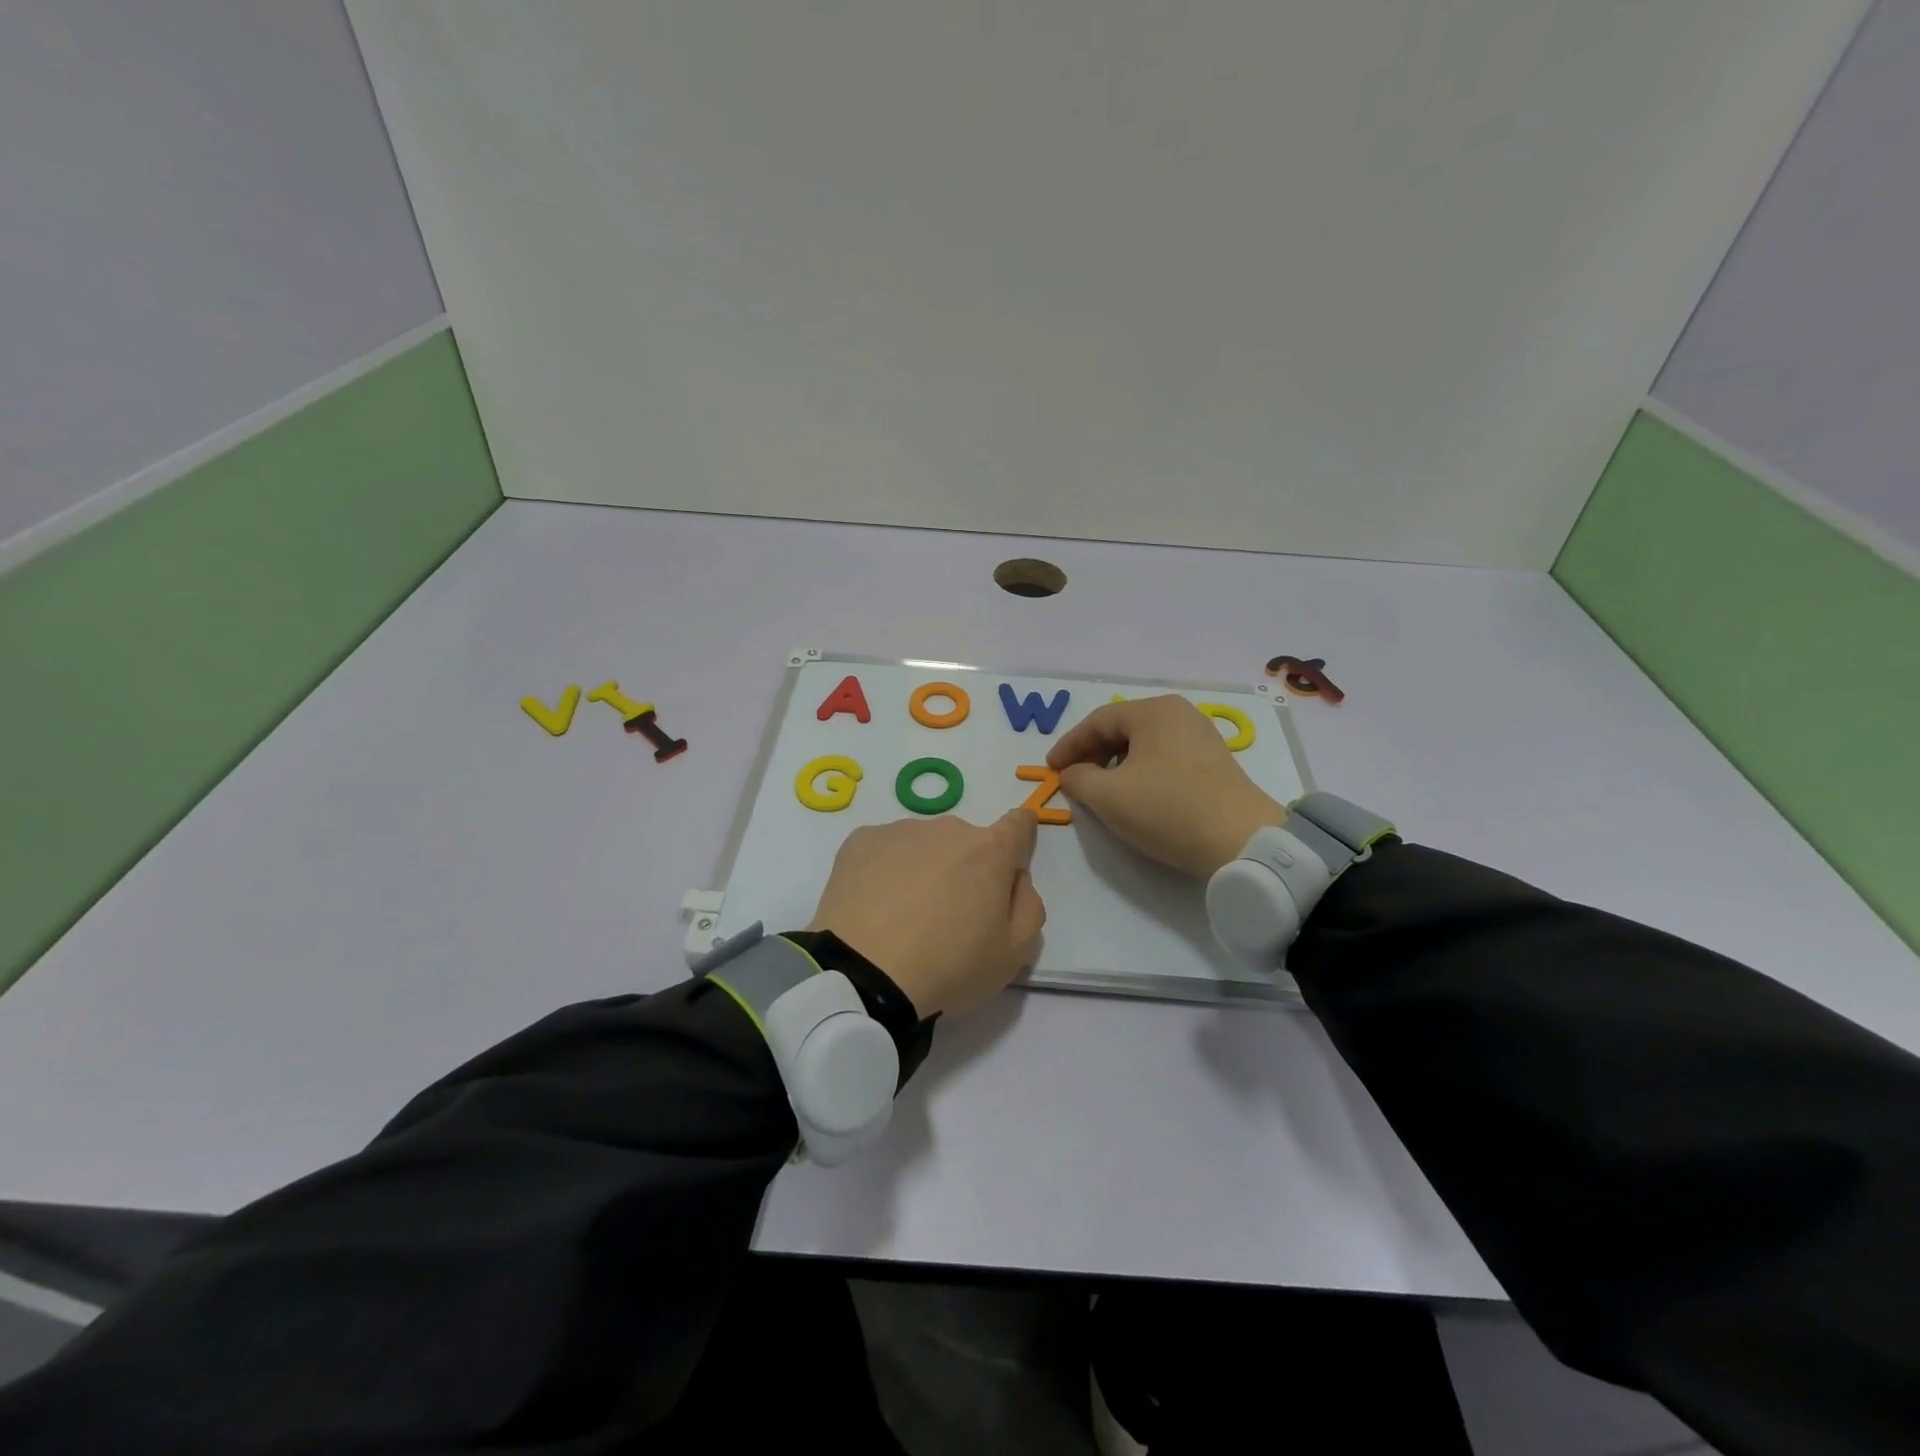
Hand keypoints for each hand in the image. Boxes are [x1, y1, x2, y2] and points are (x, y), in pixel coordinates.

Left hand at [807, 810, 1046, 1018]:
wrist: (863, 974)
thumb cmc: (948, 966)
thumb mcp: (1013, 954)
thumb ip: (1029, 907)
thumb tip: (1016, 879)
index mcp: (990, 851)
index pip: (1018, 824)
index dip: (1020, 836)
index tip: (1009, 861)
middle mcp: (947, 829)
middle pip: (966, 842)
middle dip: (964, 869)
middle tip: (947, 916)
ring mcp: (900, 831)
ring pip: (923, 845)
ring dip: (923, 869)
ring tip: (903, 917)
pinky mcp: (860, 841)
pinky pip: (883, 850)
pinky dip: (884, 871)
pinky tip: (874, 908)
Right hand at [1046, 695, 1286, 878]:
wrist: (1241, 841)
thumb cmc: (1166, 809)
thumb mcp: (1107, 796)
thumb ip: (1077, 778)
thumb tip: (1072, 773)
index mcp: (1153, 711)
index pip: (1097, 721)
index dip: (1068, 745)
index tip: (1050, 769)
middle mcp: (1179, 714)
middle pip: (1122, 728)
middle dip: (1092, 753)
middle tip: (1073, 779)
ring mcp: (1201, 736)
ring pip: (1144, 744)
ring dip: (1115, 764)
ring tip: (1101, 790)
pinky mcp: (1214, 762)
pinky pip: (1165, 757)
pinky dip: (1141, 771)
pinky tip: (1136, 795)